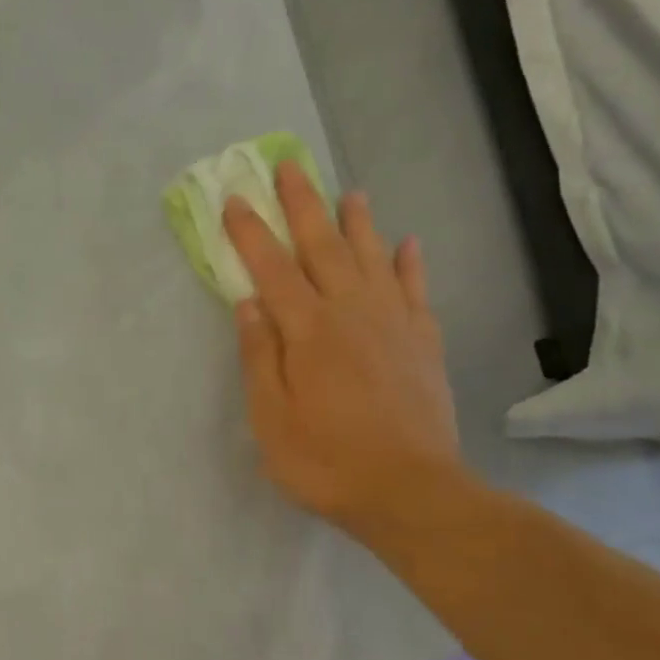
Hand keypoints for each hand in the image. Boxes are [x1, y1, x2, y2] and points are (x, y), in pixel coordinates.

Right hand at [223, 163, 460, 533]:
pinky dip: (411, 264)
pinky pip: (417, 291)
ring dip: (358, 222)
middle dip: (303, 205)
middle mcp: (352, 313)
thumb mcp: (271, 418)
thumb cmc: (325, 461)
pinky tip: (408, 244)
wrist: (411, 492)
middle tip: (289, 167)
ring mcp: (394, 325)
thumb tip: (248, 303)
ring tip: (348, 192)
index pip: (272, 269)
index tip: (236, 200)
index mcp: (308, 331)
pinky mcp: (424, 344)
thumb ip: (259, 356)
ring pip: (373, 258)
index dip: (252, 233)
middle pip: (324, 247)